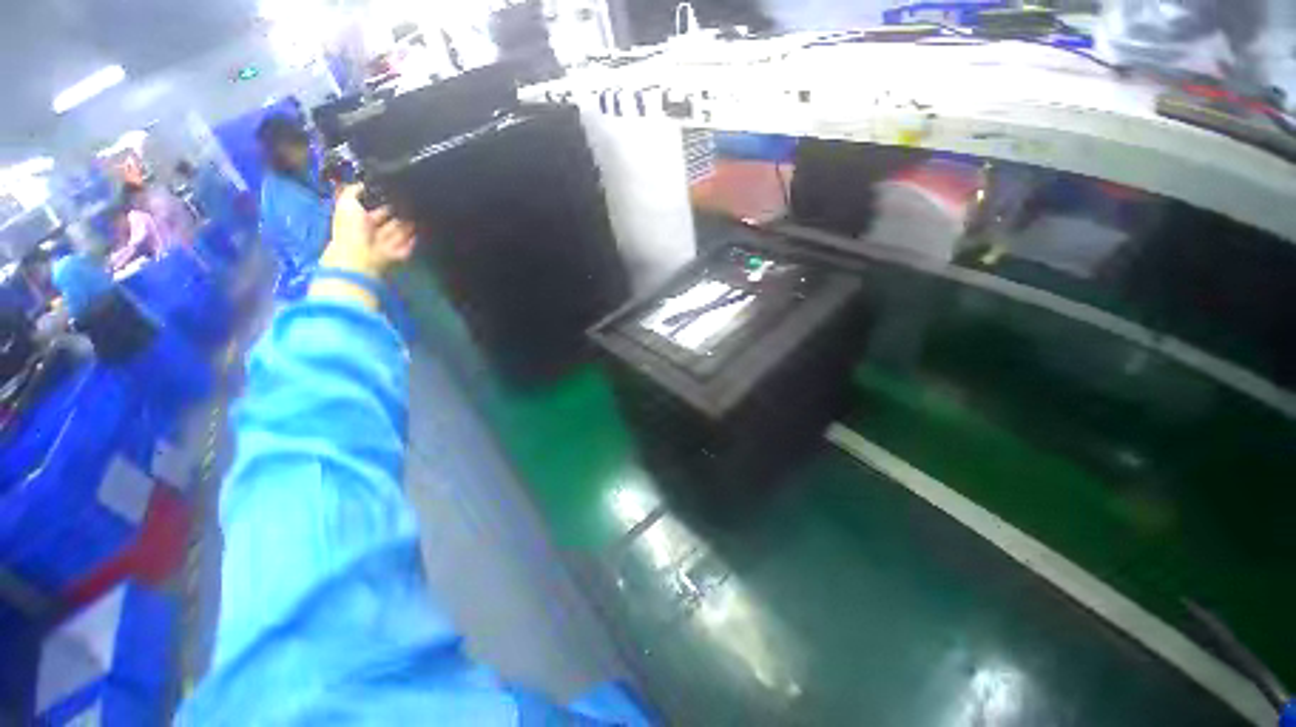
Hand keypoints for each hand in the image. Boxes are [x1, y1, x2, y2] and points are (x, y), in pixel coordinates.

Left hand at [319, 184, 416, 279]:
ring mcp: (388, 244)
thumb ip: (354, 191)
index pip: (376, 208)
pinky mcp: (400, 254)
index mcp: (360, 220)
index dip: (385, 201)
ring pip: (402, 231)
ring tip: (420, 213)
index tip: (396, 192)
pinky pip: (410, 245)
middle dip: (401, 212)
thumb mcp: (346, 202)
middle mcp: (374, 232)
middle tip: (412, 202)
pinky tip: (422, 230)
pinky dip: (415, 239)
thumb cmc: (351, 229)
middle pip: (392, 220)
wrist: (363, 256)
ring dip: (410, 224)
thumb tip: (364, 183)